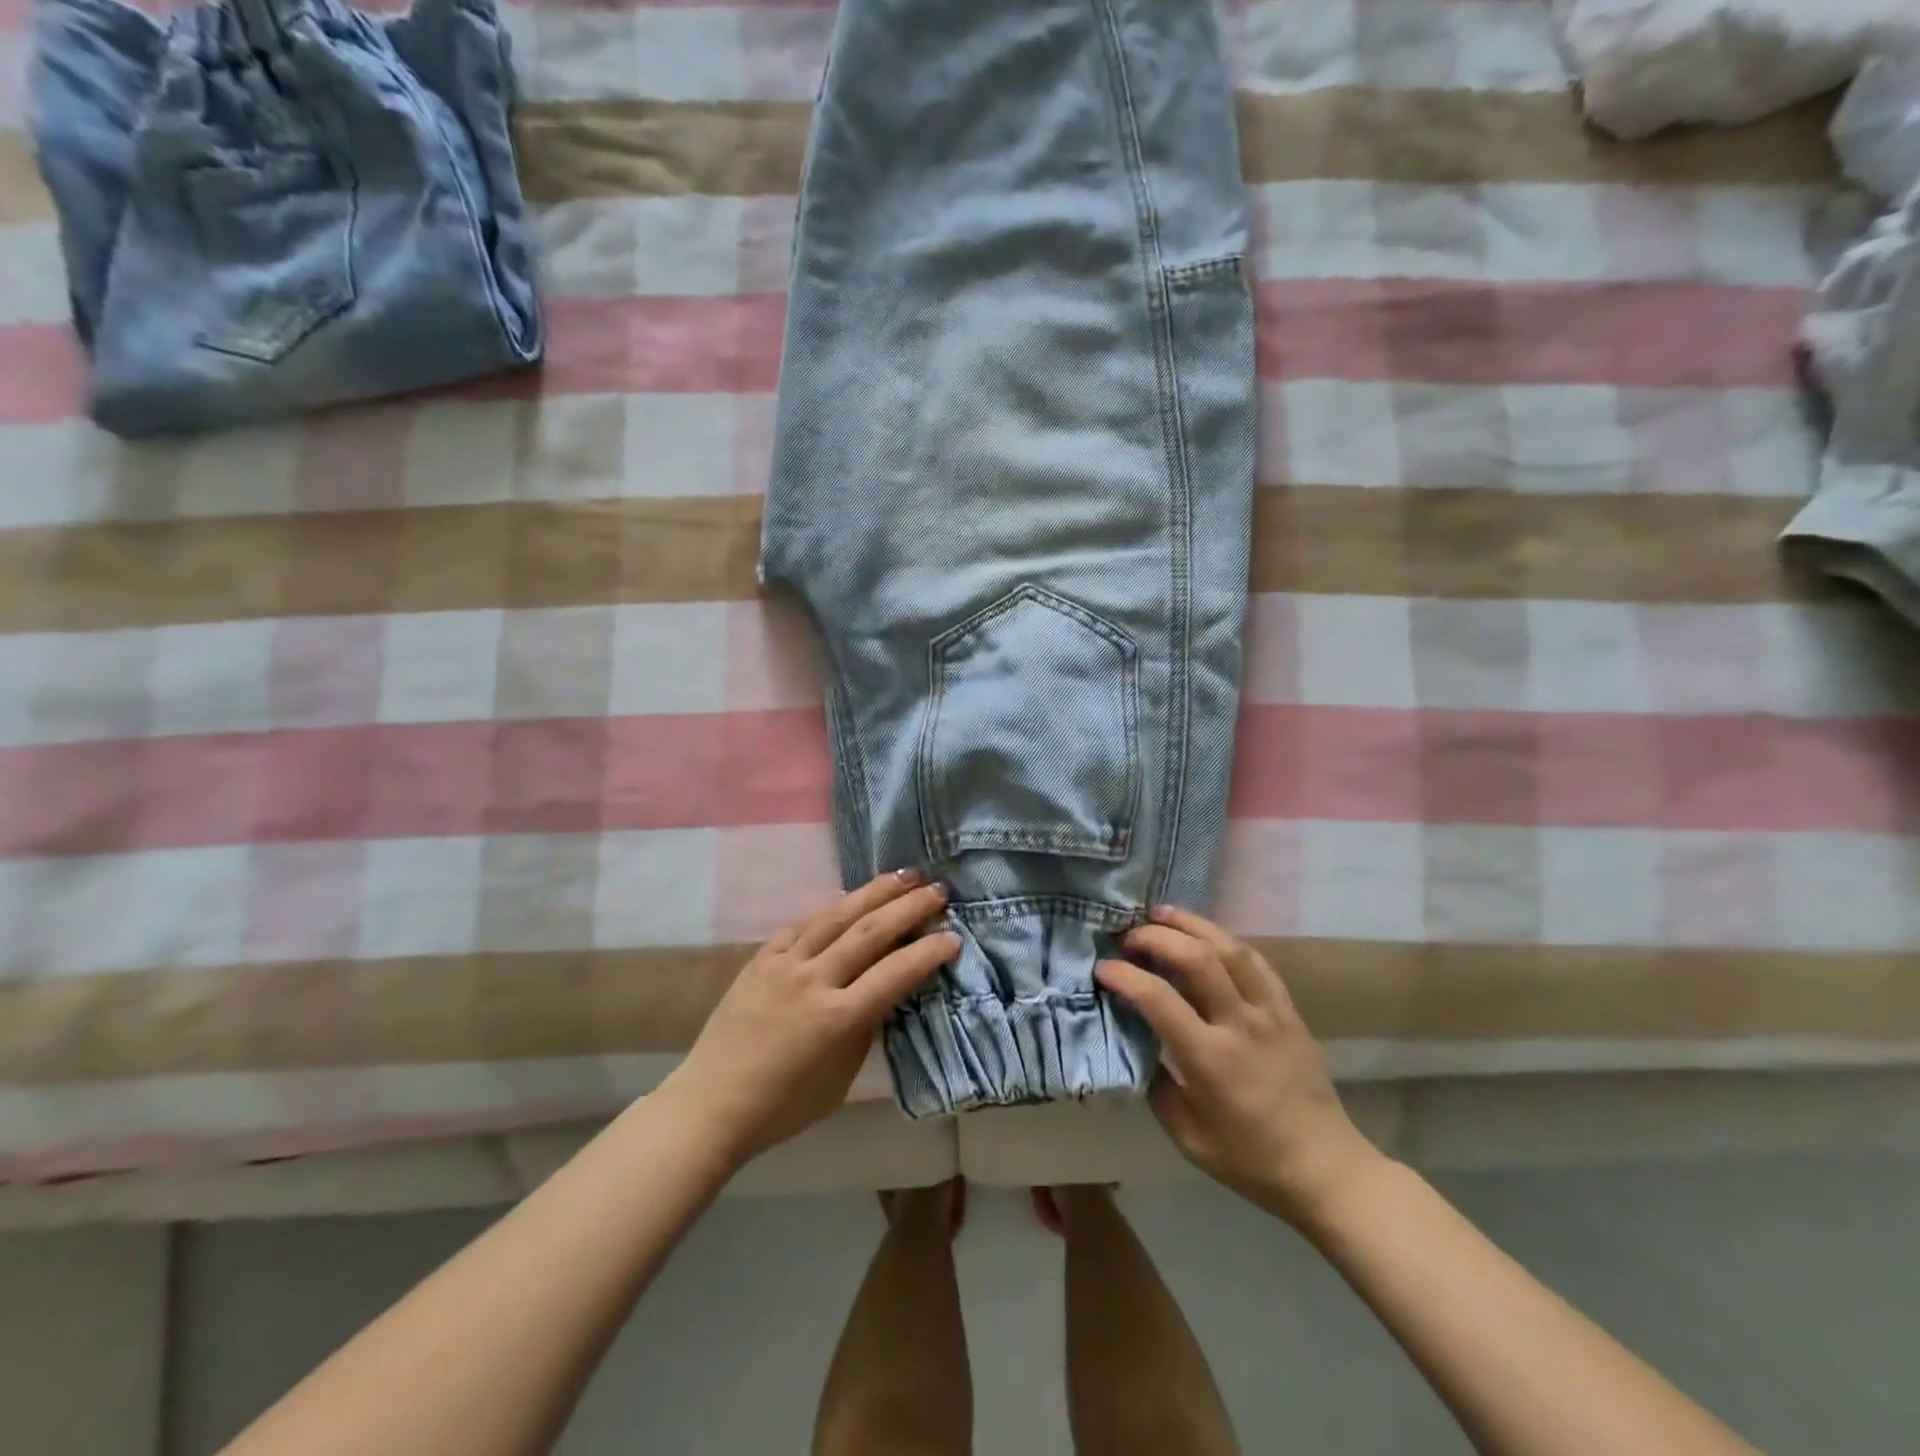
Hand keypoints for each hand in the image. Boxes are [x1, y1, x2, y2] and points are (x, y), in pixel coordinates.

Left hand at [663, 870, 957, 1168]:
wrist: (712, 1103)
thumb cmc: (785, 1106)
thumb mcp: (842, 1076)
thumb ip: (867, 1026)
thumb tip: (887, 989)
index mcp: (838, 1019)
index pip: (895, 973)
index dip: (928, 952)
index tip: (953, 936)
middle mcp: (813, 981)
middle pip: (870, 932)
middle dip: (909, 907)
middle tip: (938, 890)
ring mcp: (784, 963)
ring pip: (837, 915)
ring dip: (874, 892)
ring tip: (904, 875)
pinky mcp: (761, 957)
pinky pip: (802, 922)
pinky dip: (831, 905)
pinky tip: (849, 893)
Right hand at [1096, 906, 1382, 1227]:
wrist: (1326, 1168)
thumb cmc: (1250, 1159)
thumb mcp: (1187, 1136)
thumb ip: (1154, 1084)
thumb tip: (1133, 1041)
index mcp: (1210, 1059)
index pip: (1159, 999)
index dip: (1125, 976)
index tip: (1102, 968)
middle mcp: (1241, 1024)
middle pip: (1197, 958)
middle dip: (1156, 937)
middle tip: (1129, 936)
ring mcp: (1271, 1012)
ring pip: (1230, 948)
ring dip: (1191, 924)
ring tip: (1161, 913)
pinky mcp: (1288, 1009)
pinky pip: (1255, 960)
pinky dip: (1224, 940)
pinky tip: (1206, 936)